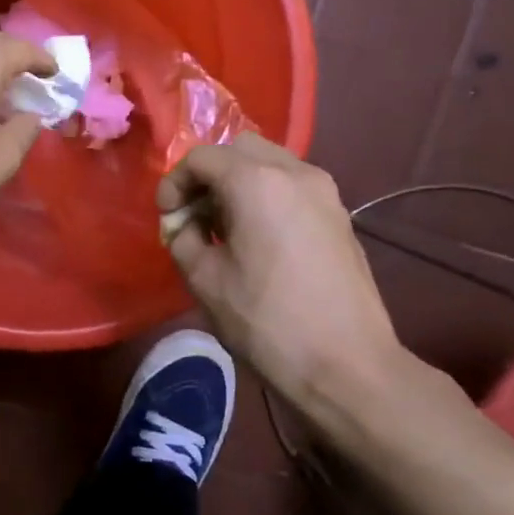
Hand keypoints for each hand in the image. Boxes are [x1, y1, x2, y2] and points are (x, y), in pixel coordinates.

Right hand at [157, 134, 417, 423]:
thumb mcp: (205, 280)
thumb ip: (184, 239)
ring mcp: (325, 192)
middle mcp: (295, 172)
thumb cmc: (266, 321)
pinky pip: (292, 187)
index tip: (167, 218)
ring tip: (224, 229)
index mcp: (256, 181)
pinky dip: (266, 197)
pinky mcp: (340, 215)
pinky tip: (258, 240)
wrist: (346, 365)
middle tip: (194, 216)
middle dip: (209, 176)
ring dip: (239, 184)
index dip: (175, 183)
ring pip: (270, 164)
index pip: (202, 157)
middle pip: (239, 150)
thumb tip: (185, 226)